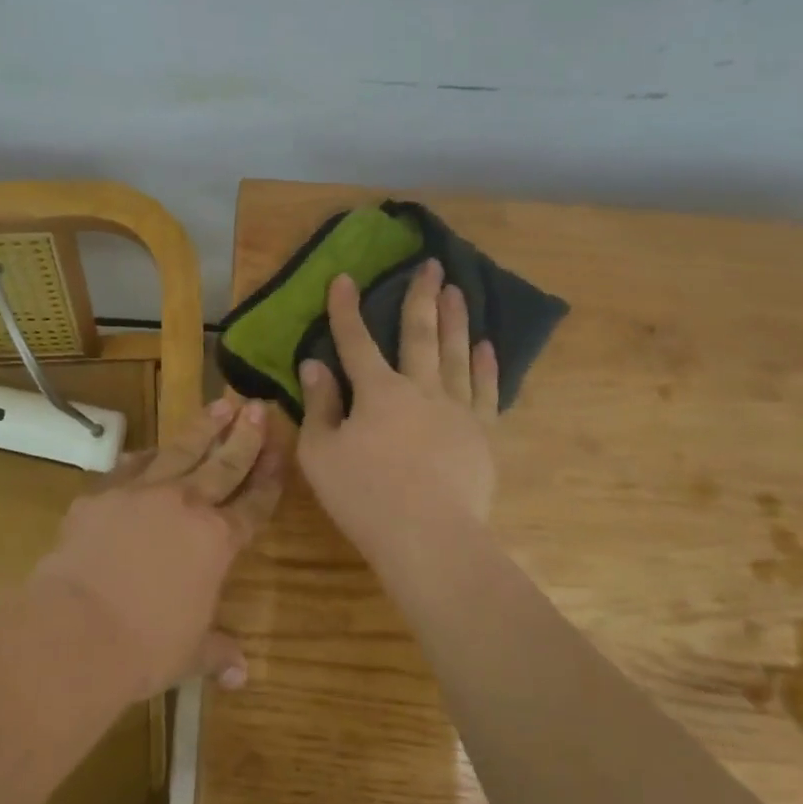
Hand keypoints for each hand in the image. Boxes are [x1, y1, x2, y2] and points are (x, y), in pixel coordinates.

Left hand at [31, 398, 284, 701]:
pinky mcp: (102, 493)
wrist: (77, 630)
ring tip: (221, 403)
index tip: (281, 449)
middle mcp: (185, 505)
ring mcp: (142, 492)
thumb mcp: (189, 654)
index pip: (253, 503)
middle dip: (245, 435)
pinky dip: (145, 456)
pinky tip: (150, 449)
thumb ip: (217, 652)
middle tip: (258, 405)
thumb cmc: (145, 647)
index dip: (269, 476)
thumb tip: (243, 674)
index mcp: (216, 541)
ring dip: (204, 426)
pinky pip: (130, 466)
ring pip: (181, 450)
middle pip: (224, 463)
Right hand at [296, 260, 499, 579]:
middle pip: (419, 334)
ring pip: (456, 353)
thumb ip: (320, 406)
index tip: (344, 278)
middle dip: (421, 297)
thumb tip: (315, 365)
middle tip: (432, 265)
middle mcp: (420, 388)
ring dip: (455, 320)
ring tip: (458, 291)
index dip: (346, 309)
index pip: (356, 341)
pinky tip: (487, 345)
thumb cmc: (364, 497)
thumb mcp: (321, 454)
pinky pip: (487, 390)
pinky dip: (487, 365)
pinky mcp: (482, 433)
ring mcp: (456, 409)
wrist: (429, 538)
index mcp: (378, 392)